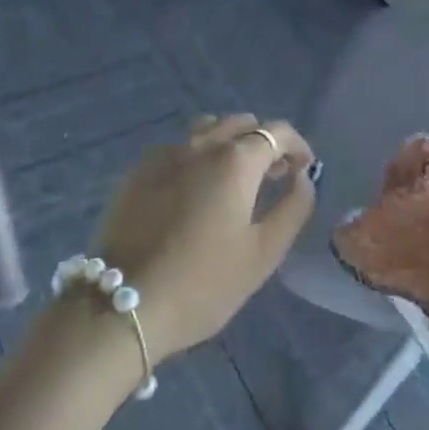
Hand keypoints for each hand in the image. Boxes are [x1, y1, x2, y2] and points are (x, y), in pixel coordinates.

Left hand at [88, 115, 315, 362]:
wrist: (123, 306)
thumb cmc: (203, 284)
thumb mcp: (263, 254)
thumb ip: (293, 208)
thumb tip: (304, 178)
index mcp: (235, 160)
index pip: (277, 132)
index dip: (297, 146)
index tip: (305, 169)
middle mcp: (200, 144)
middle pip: (241, 123)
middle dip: (264, 142)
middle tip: (274, 176)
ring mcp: (164, 154)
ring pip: (207, 129)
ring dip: (230, 143)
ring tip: (236, 179)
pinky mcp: (137, 171)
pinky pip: (178, 148)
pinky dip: (198, 156)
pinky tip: (195, 191)